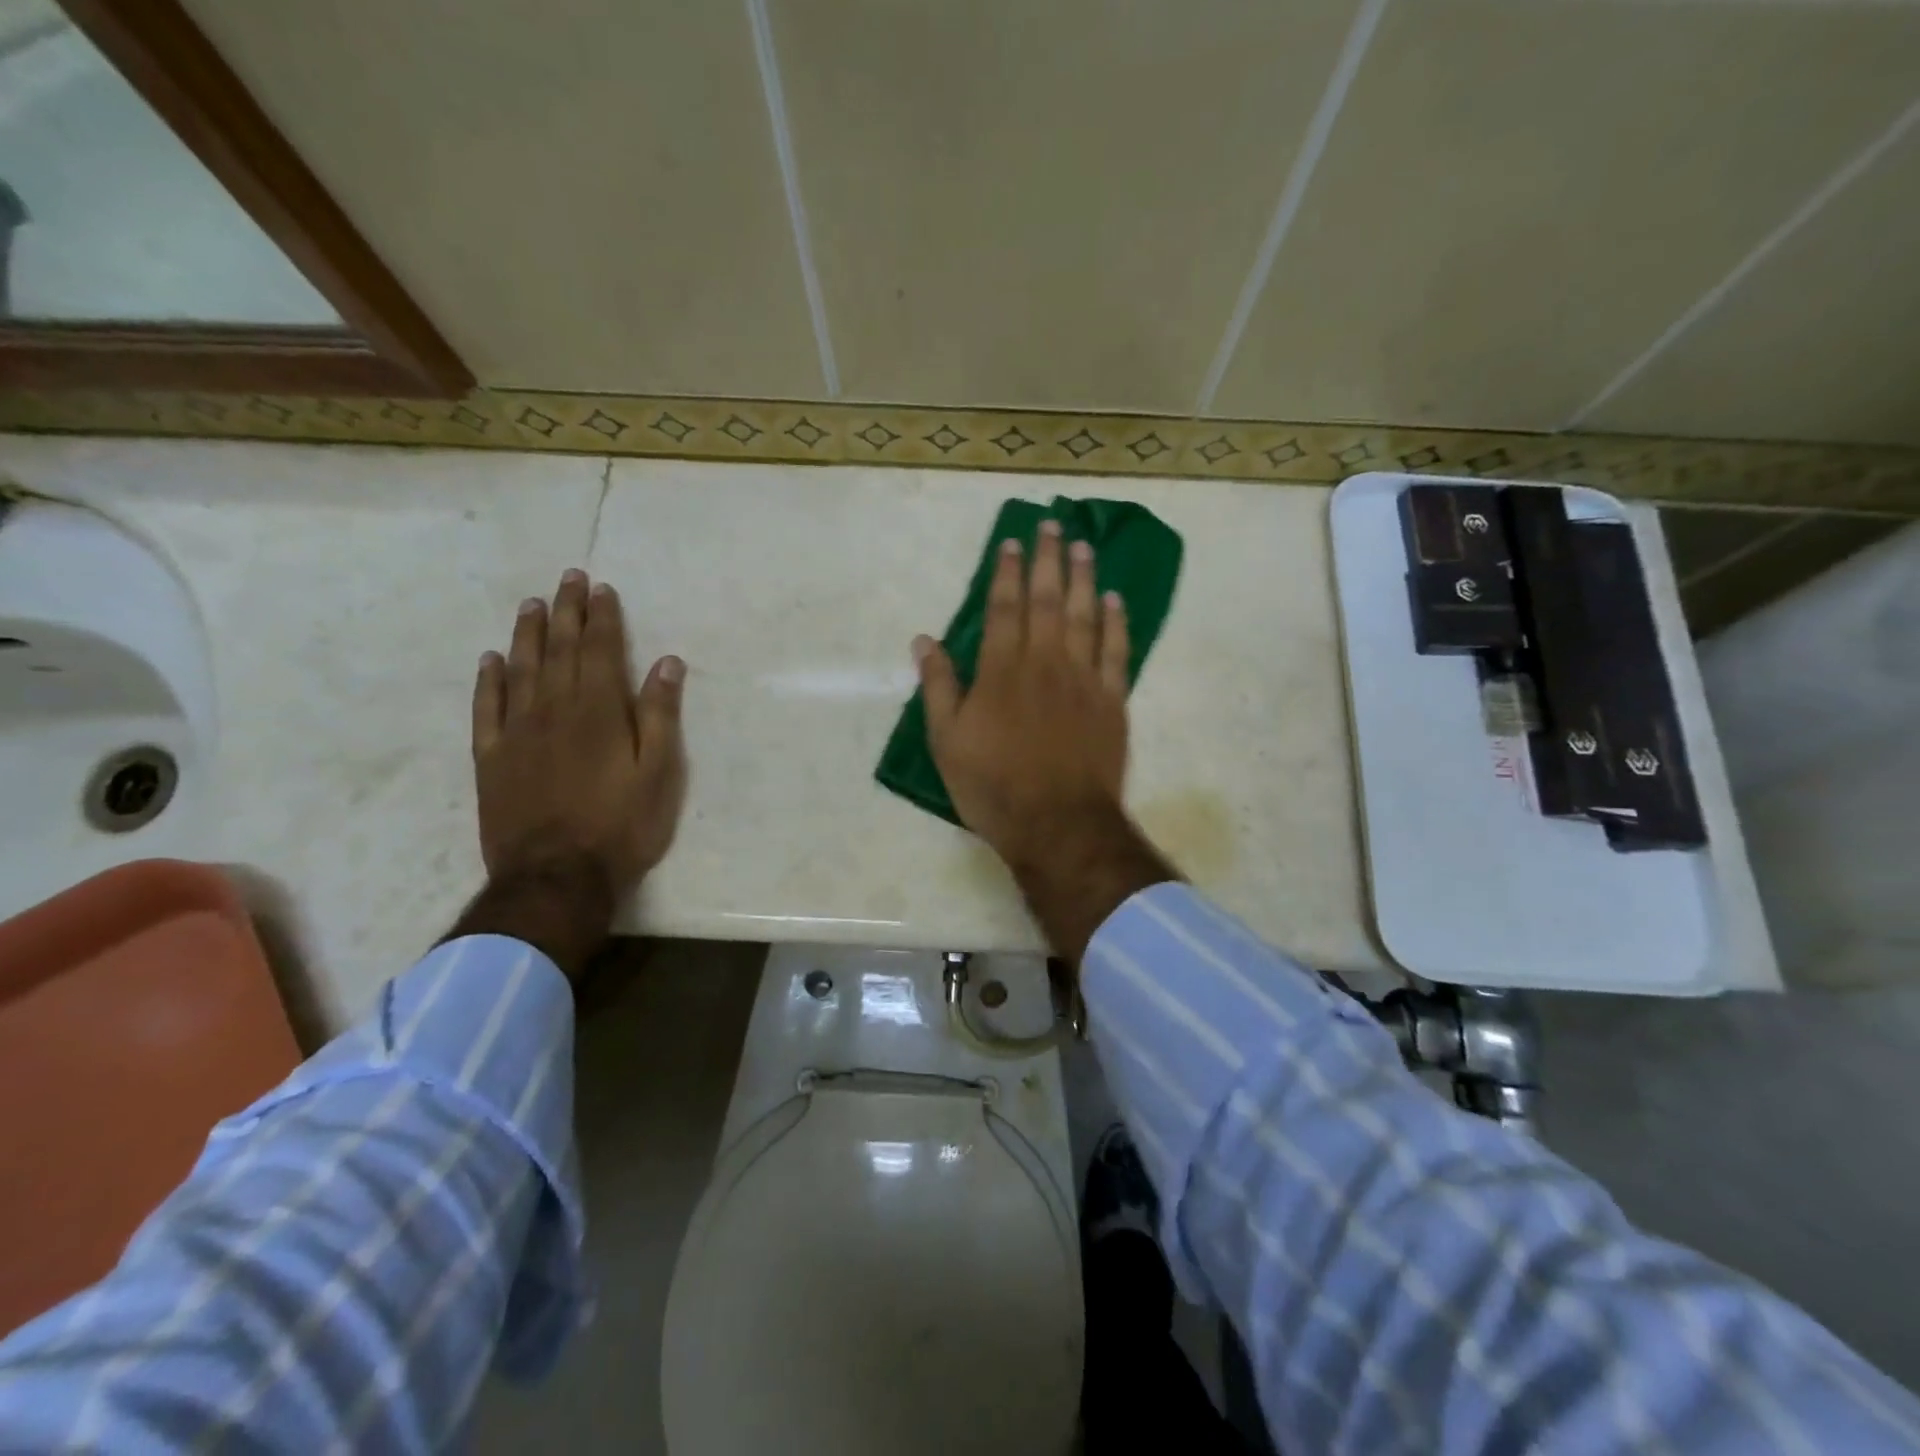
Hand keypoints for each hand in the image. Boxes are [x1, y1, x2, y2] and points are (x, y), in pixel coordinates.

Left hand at [454, 569, 686, 975]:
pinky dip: (489, 681)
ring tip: (532, 604)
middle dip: (566, 612)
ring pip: (521, 670)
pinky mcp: (492, 758)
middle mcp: (554, 710)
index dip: (602, 618)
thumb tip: (666, 663)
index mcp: (599, 712)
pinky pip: (486, 709)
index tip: (601, 588)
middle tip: (568, 578)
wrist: (556, 876)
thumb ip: (660, 715)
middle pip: (559, 650)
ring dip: (528, 634)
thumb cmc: (621, 826)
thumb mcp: (659, 773)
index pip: (600, 651)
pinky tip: (492, 661)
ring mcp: (517, 733)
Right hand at [914, 522, 1174, 962]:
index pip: (1004, 608)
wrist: (1058, 824)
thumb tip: (924, 640)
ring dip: (1084, 579)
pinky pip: (1117, 651)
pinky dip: (1117, 623)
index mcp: (1002, 671)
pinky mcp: (1113, 701)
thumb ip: (938, 686)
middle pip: (1047, 600)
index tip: (1013, 542)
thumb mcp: (947, 741)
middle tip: (1055, 525)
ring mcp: (1084, 679)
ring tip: (1085, 547)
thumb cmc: (994, 787)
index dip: (1007, 572)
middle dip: (1049, 560)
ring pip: (1085, 616)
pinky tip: (1116, 600)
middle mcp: (1045, 663)